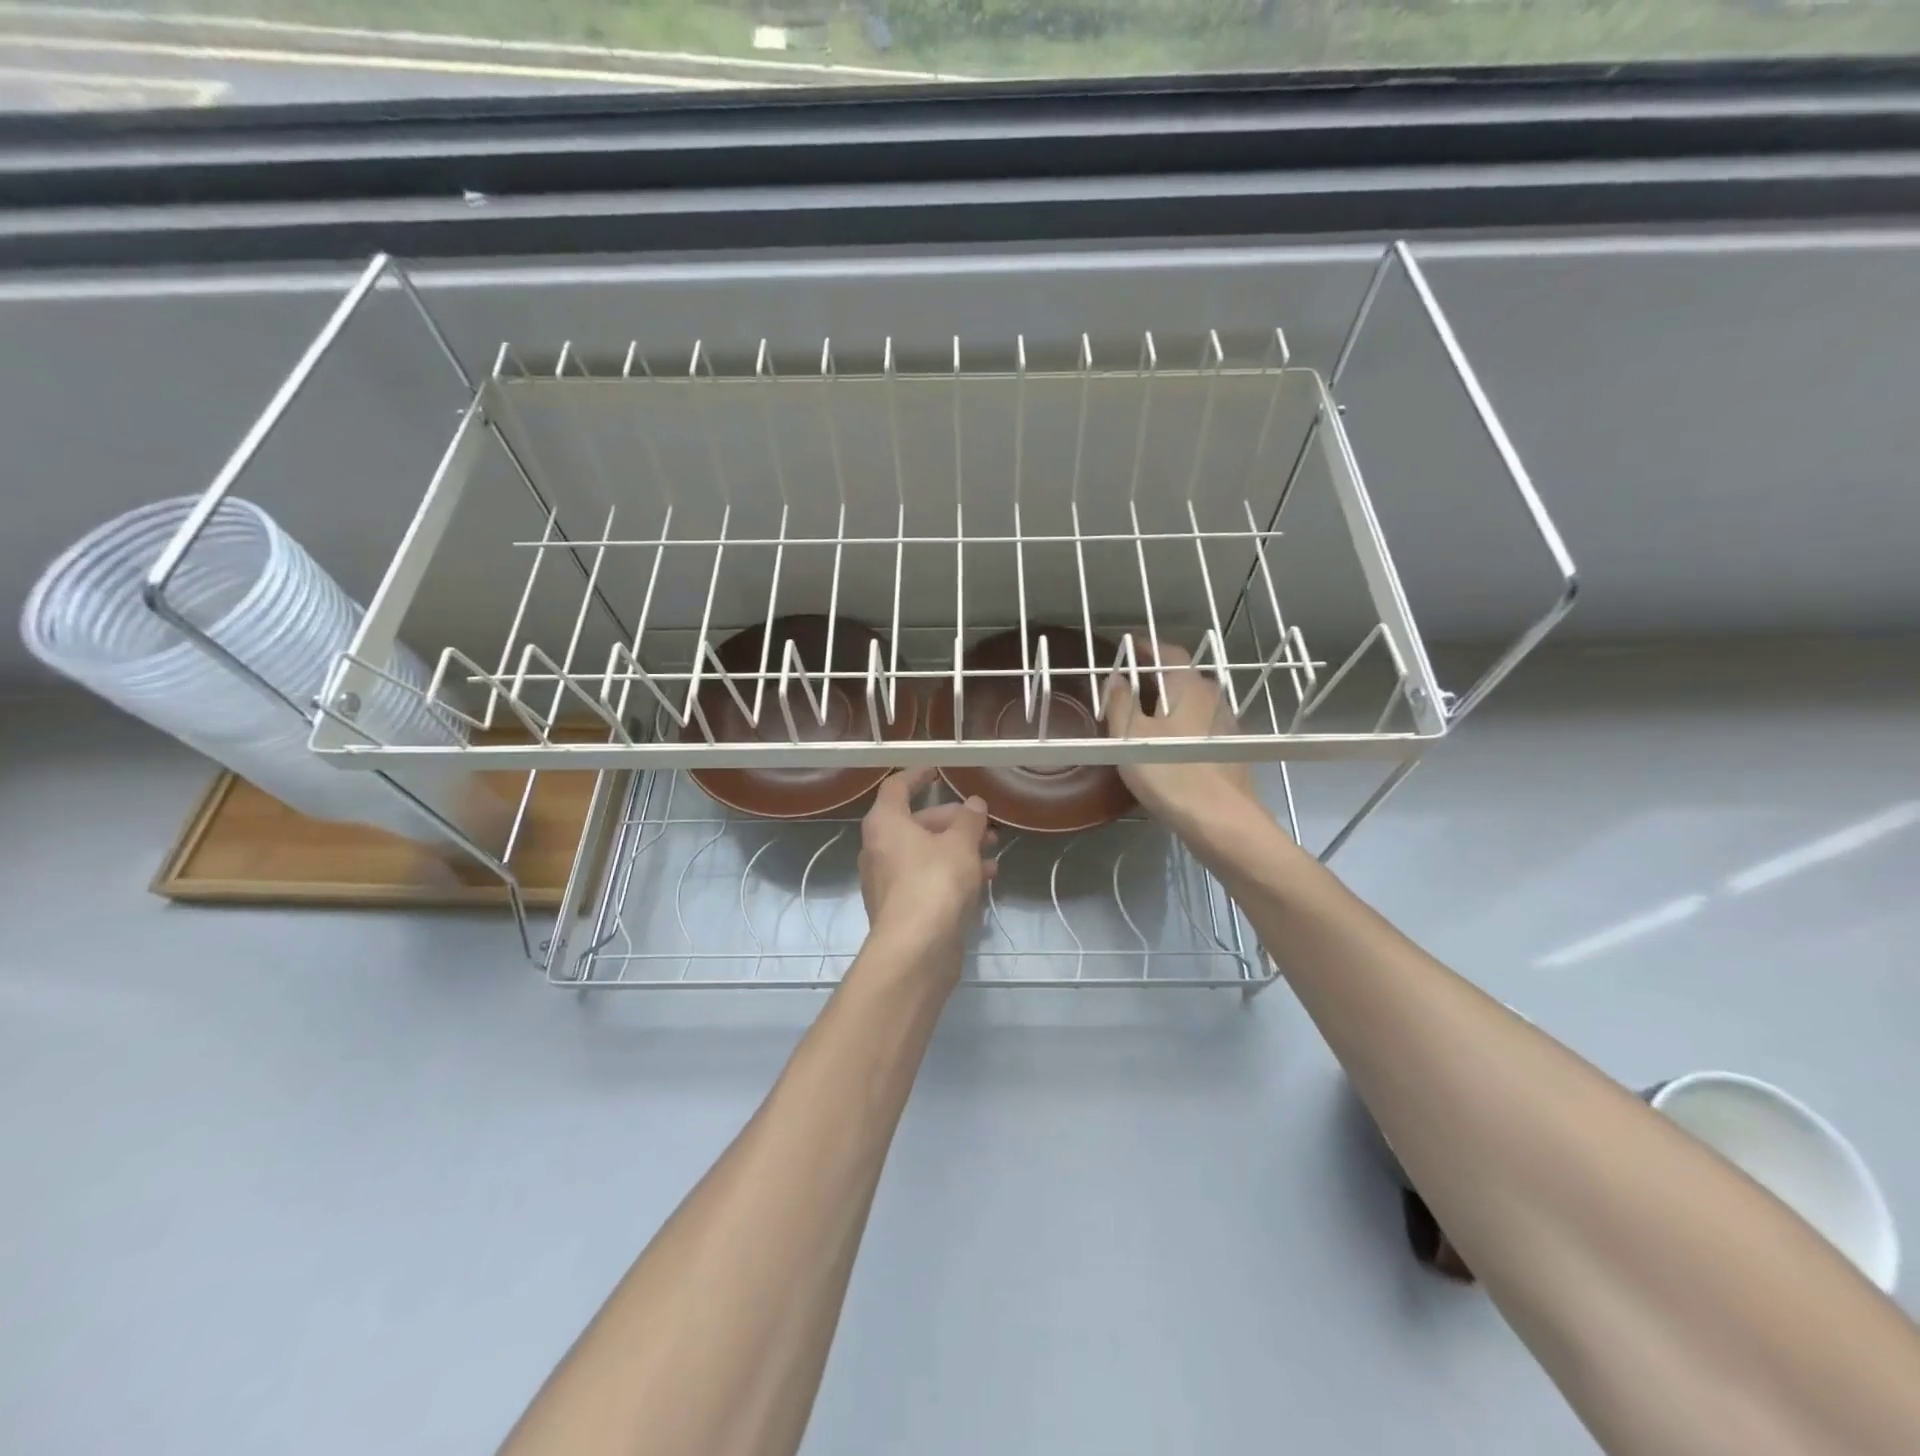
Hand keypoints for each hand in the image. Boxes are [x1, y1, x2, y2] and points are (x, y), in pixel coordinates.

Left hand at [859, 768, 997, 967]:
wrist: (916, 950)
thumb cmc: (935, 883)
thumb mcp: (961, 844)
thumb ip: (969, 820)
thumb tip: (973, 803)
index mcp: (885, 824)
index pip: (897, 787)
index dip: (918, 776)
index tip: (938, 771)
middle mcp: (879, 848)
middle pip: (916, 822)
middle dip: (952, 820)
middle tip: (983, 823)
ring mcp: (887, 881)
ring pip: (925, 853)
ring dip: (958, 848)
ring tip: (992, 851)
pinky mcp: (901, 908)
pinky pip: (927, 878)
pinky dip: (952, 872)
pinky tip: (985, 879)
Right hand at [1104, 642, 1262, 833]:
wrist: (1221, 820)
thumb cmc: (1170, 771)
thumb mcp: (1130, 736)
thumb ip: (1120, 703)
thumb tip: (1115, 679)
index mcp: (1188, 686)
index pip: (1167, 652)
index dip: (1145, 648)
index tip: (1126, 648)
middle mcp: (1212, 697)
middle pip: (1180, 677)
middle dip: (1153, 677)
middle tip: (1125, 686)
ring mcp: (1224, 724)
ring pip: (1190, 703)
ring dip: (1166, 703)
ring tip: (1139, 715)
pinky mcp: (1228, 750)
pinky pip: (1198, 726)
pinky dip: (1178, 726)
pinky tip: (1164, 745)